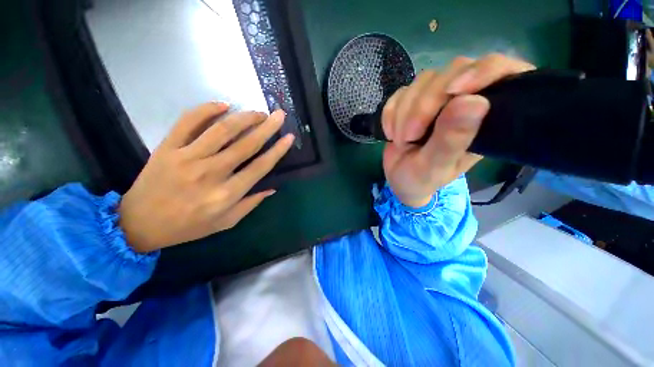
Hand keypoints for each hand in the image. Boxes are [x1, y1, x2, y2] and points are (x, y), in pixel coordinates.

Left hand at [119, 103, 293, 252]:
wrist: (139, 223)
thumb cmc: (188, 226)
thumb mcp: (226, 223)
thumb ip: (251, 204)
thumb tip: (272, 188)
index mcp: (227, 194)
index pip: (260, 166)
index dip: (278, 150)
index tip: (289, 137)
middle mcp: (211, 173)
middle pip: (246, 145)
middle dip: (267, 128)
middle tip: (279, 115)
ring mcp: (187, 158)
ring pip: (222, 130)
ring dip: (244, 117)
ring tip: (258, 112)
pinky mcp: (167, 148)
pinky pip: (188, 122)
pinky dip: (206, 110)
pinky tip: (223, 105)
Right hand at [381, 54, 534, 207]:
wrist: (398, 178)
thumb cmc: (422, 178)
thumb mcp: (435, 167)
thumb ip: (452, 140)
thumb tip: (474, 102)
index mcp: (485, 119)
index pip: (502, 73)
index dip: (483, 71)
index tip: (454, 91)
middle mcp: (465, 101)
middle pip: (454, 71)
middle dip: (424, 105)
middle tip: (410, 136)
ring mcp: (437, 98)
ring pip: (424, 81)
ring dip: (404, 113)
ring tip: (401, 141)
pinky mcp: (413, 100)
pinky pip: (400, 93)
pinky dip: (390, 113)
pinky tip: (390, 132)